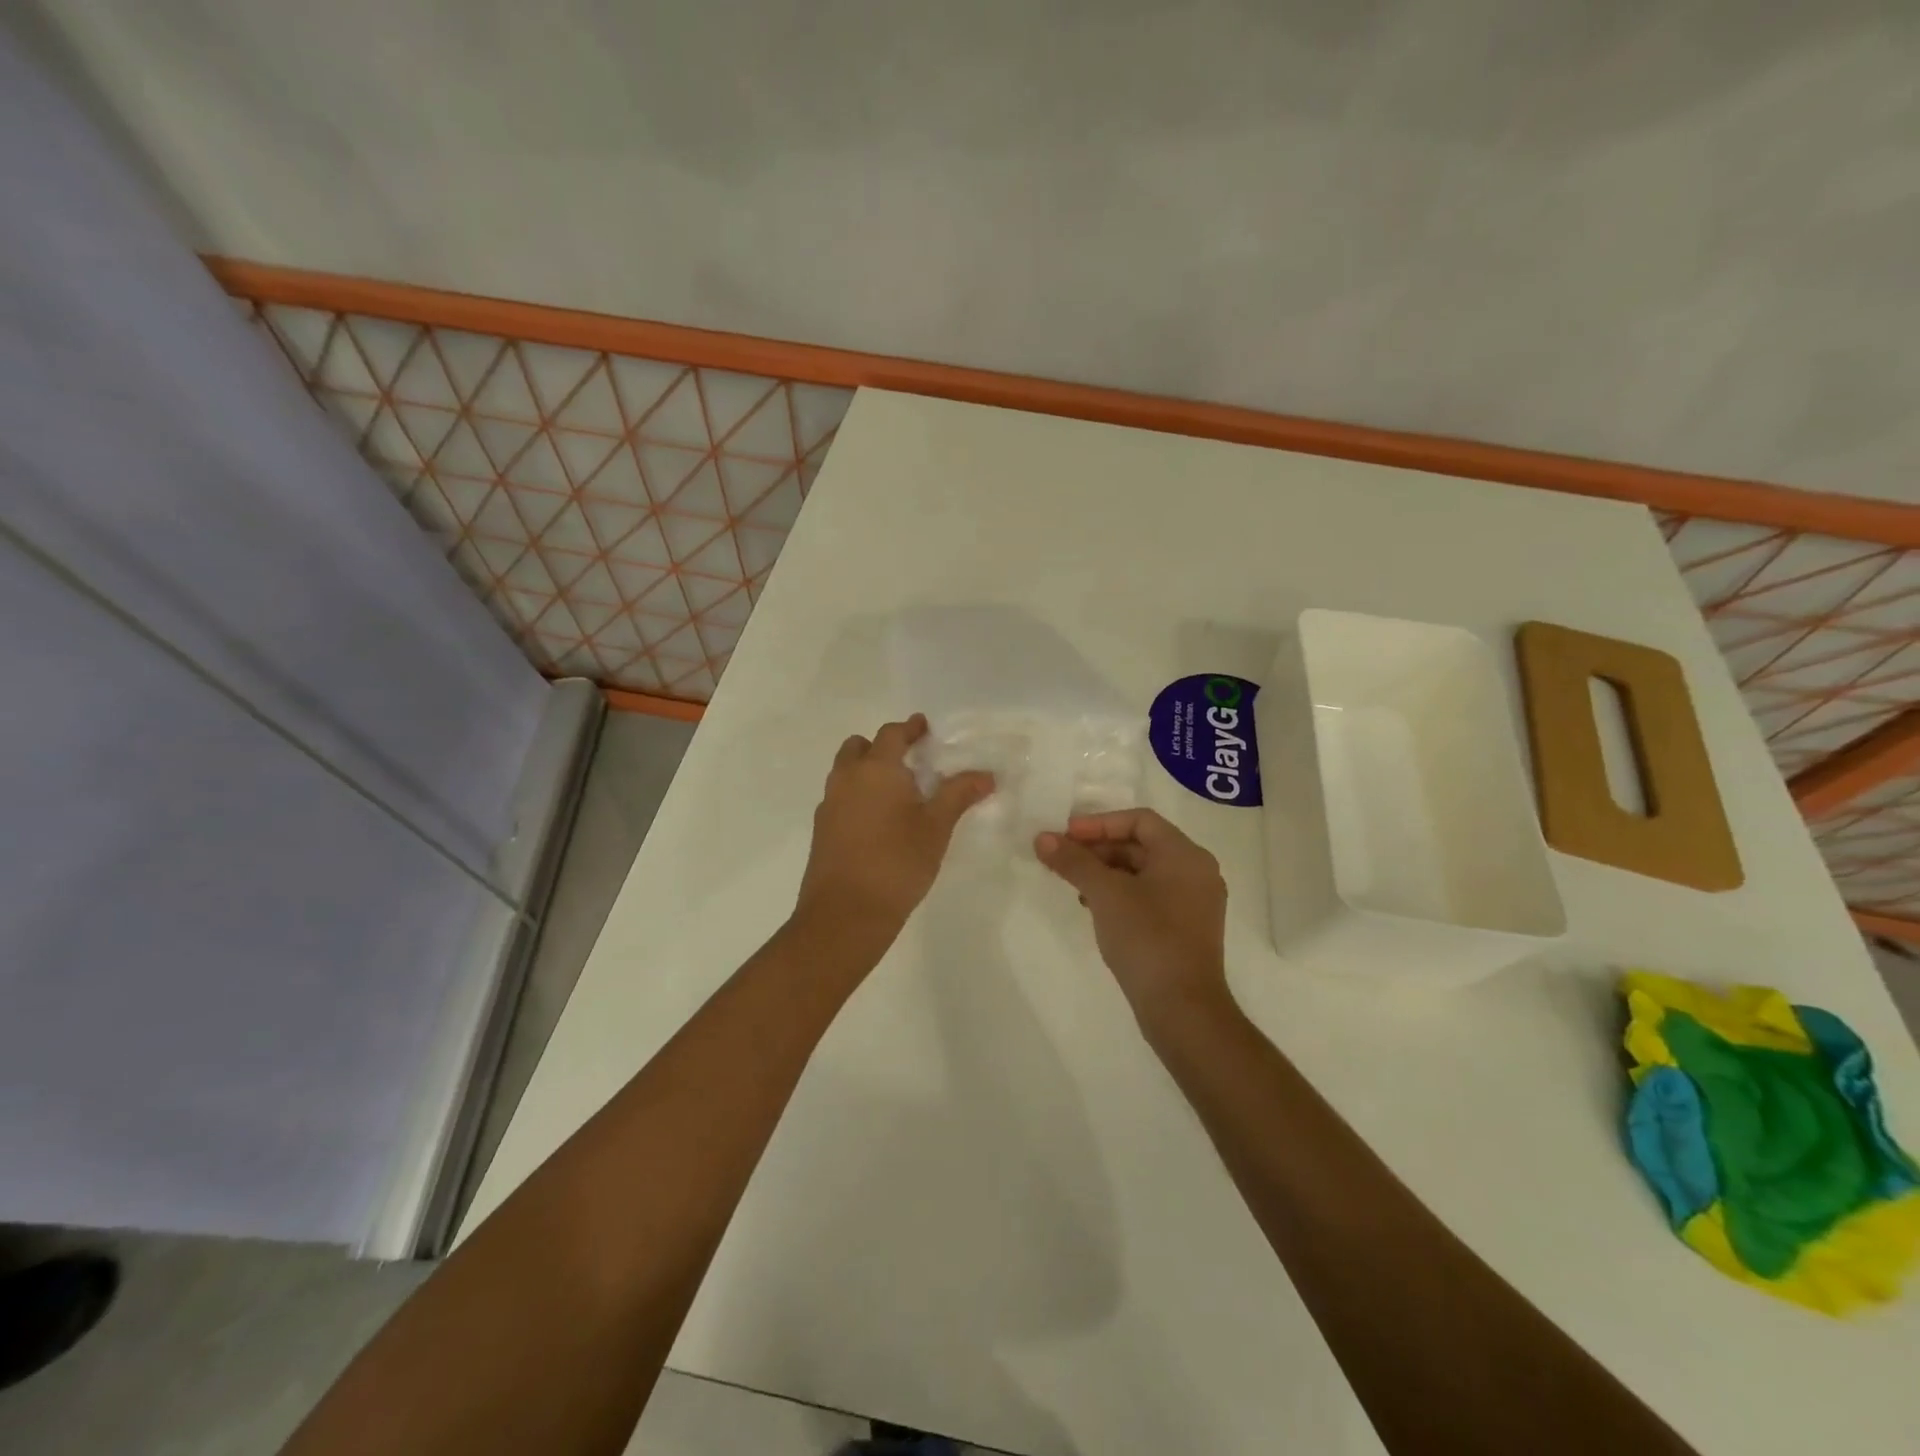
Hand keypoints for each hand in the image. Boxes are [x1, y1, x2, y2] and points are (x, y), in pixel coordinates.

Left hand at [795, 715, 994, 942]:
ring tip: (896, 792)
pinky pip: (840, 798)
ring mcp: (829, 804)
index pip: (891, 734)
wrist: (845, 913)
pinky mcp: (822, 830)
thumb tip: (986, 775)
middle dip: (881, 747)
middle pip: (858, 747)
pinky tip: (878, 821)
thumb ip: (958, 795)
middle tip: (908, 760)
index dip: (909, 728)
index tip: (924, 727)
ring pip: (845, 772)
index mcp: (876, 769)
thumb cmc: (897, 862)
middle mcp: (847, 778)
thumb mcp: (936, 827)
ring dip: (866, 771)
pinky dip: (857, 796)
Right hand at [1035, 809, 1229, 1026]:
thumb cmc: (1147, 938)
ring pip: (1144, 872)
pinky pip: (1150, 896)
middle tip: (1063, 859)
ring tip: (1074, 885)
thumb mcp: (1104, 894)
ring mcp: (1195, 902)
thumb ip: (1073, 861)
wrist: (1183, 1009)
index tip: (1065, 836)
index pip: (1139, 820)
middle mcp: (1196, 872)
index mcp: (1185, 855)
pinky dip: (1121, 894)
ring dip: (1106, 872)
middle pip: (1141, 844)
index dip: (1099, 823)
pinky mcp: (1187, 929)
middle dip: (1098, 849)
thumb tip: (1042, 838)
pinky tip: (1095, 909)